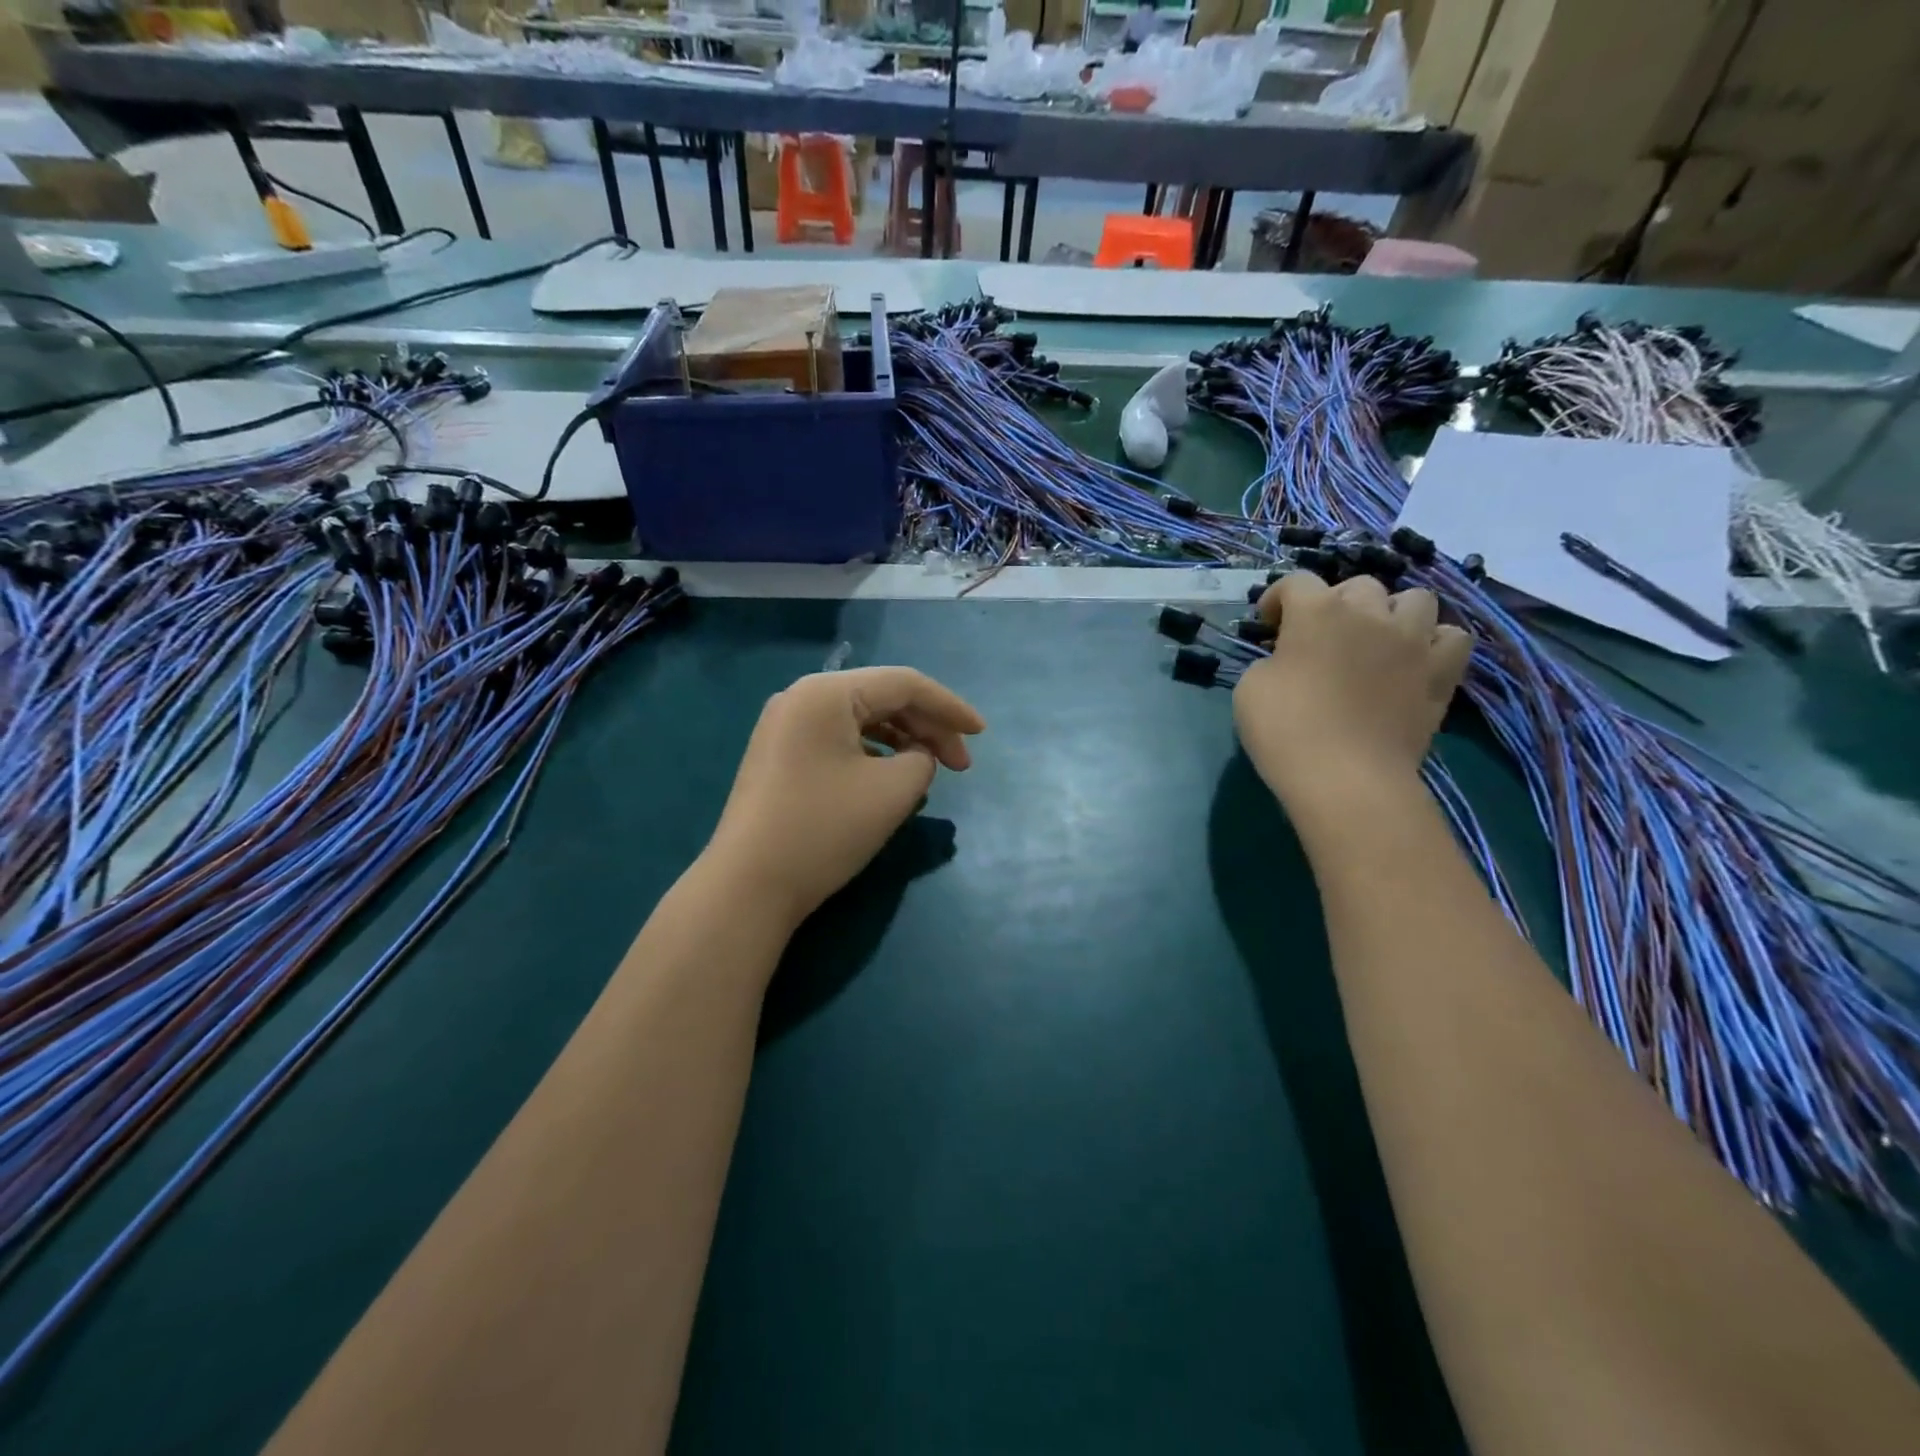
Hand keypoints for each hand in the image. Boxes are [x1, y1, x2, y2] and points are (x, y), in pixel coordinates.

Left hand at [705, 666, 985, 926]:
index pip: (904, 684)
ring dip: (902, 742)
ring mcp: (784, 727)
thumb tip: (917, 756)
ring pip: (860, 721)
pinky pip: (839, 741)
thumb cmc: (824, 830)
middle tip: (961, 766)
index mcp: (826, 692)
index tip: (981, 735)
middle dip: (927, 728)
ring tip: (930, 774)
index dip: (949, 707)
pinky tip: (891, 780)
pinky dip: (873, 755)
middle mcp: (801, 698)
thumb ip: (923, 759)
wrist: (748, 886)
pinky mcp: (780, 756)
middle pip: (881, 699)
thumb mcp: (893, 791)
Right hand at [1233, 573, 1471, 810]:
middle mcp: (1370, 613)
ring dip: (1392, 613)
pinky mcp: (1441, 673)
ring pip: (1415, 599)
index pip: (1296, 582)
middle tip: (1321, 636)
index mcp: (1317, 611)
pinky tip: (1414, 659)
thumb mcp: (1251, 687)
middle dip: (1336, 603)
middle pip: (1358, 586)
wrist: (1346, 777)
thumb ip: (1271, 660)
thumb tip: (1288, 660)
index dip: (1278, 598)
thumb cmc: (1286, 729)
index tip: (1268, 624)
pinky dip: (1433, 642)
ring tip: (1376, 639)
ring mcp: (1413, 641)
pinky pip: (1451, 637)